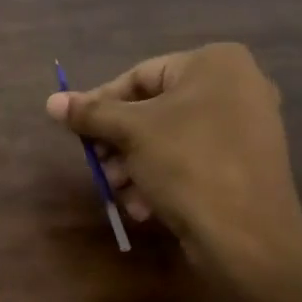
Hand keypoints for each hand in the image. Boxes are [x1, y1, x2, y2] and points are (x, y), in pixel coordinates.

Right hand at [45, 43, 301, 283]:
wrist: (248, 237)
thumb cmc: (188, 164)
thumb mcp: (131, 133)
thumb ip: (91, 113)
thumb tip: (52, 101)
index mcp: (215, 63)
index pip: (139, 76)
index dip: (101, 104)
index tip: (77, 131)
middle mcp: (237, 86)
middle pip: (153, 109)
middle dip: (119, 143)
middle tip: (98, 167)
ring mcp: (246, 126)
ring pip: (169, 138)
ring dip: (135, 166)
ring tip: (118, 193)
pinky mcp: (246, 164)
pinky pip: (193, 159)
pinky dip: (163, 178)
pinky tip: (144, 207)